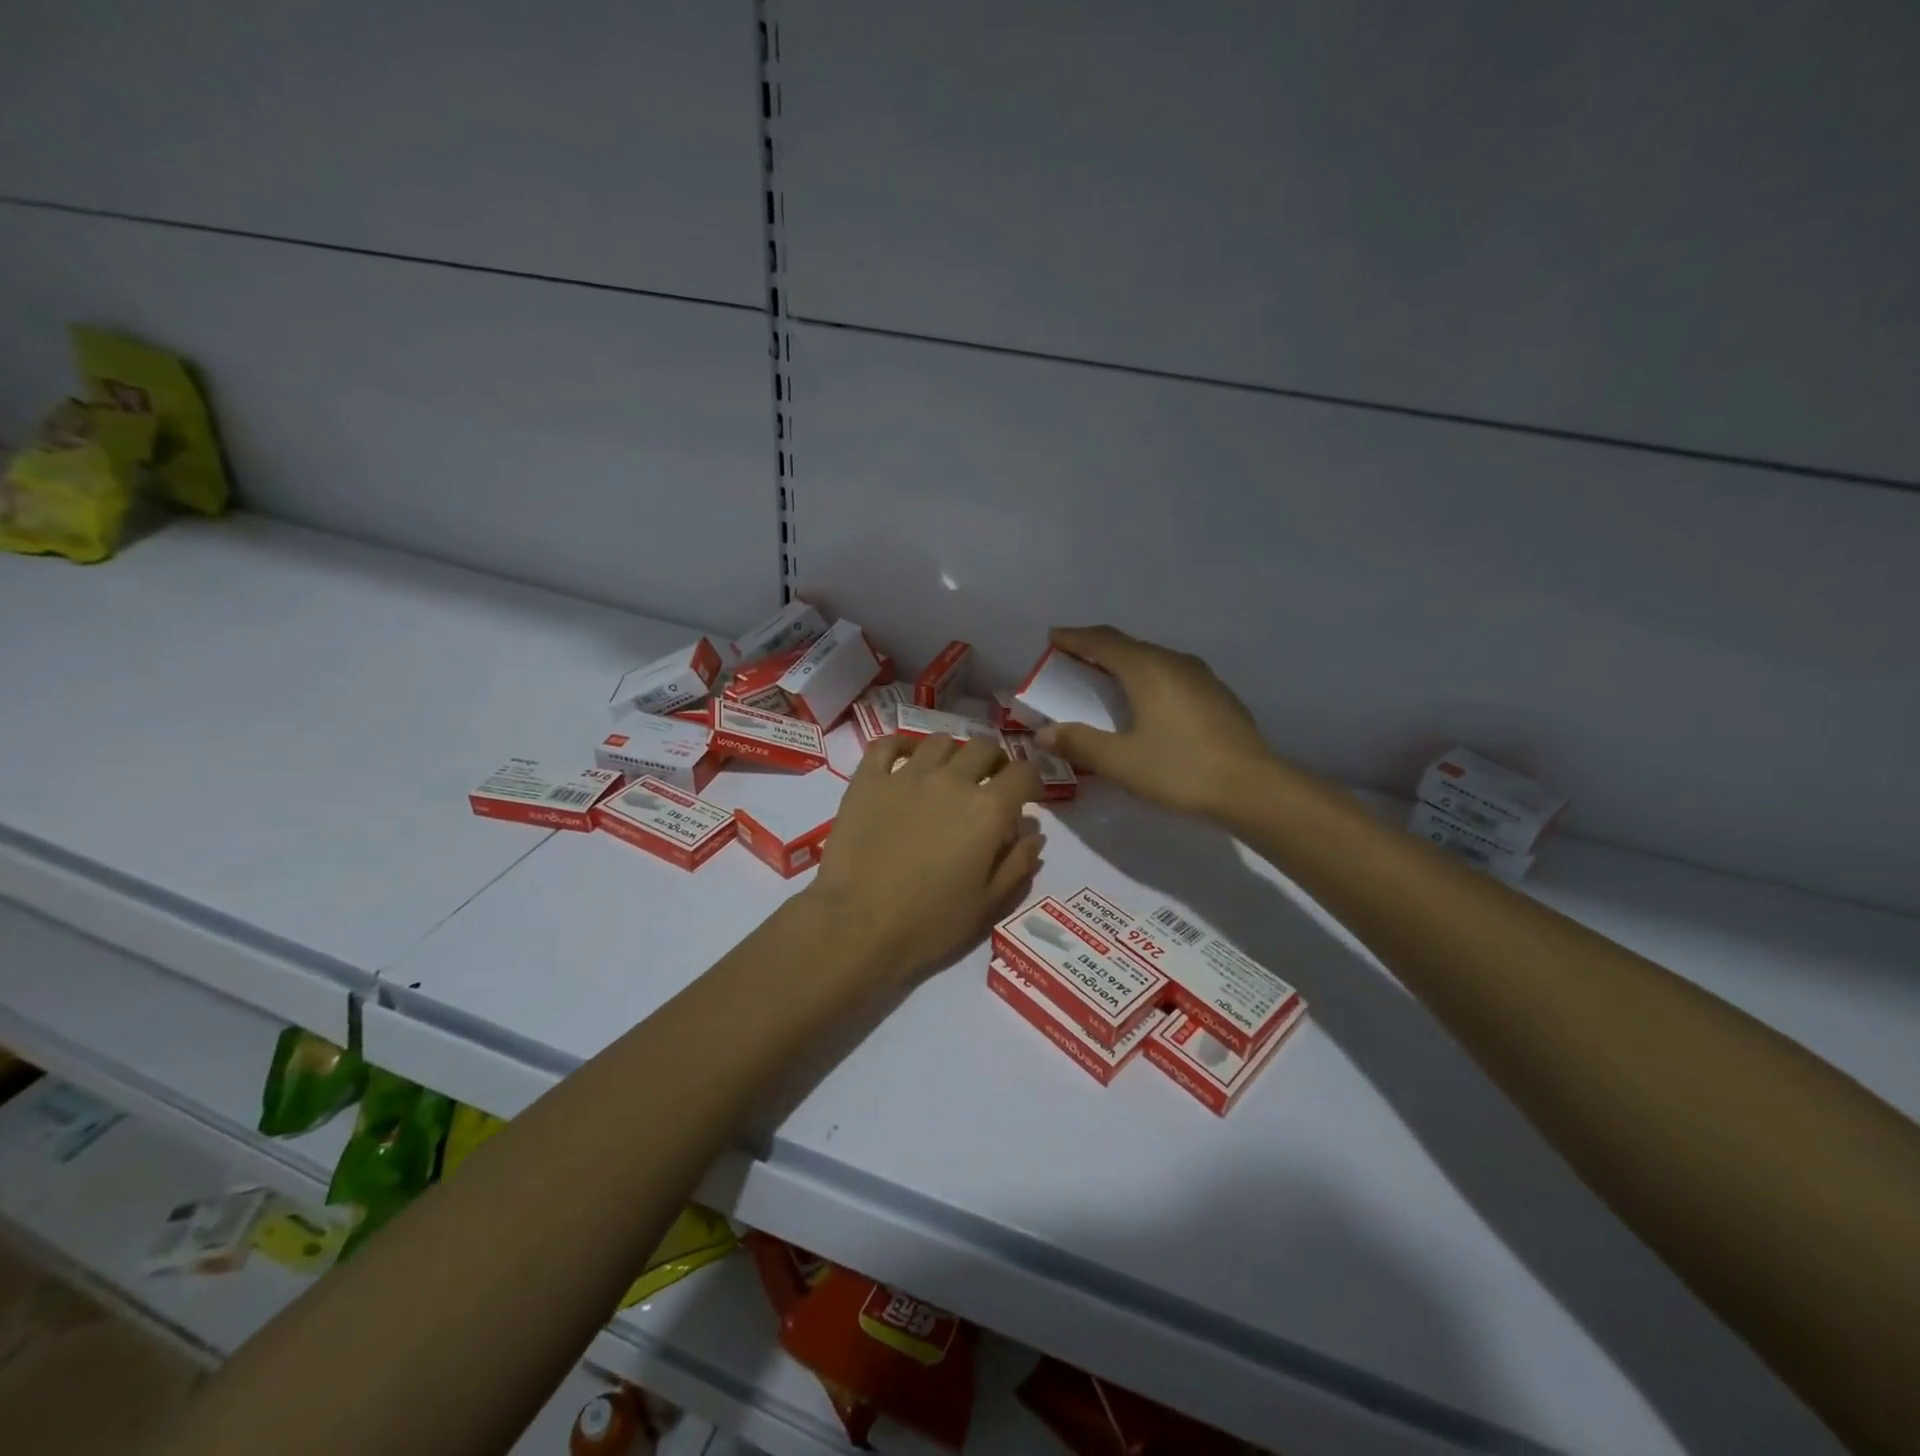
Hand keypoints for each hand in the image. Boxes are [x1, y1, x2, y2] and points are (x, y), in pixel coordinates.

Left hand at [807, 734, 1044, 983]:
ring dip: (952, 754)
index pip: (1023, 772)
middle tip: (988, 783)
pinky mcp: (868, 780)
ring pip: (939, 742)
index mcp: (988, 809)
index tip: (1027, 796)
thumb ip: (1018, 863)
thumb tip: (1033, 833)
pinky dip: (900, 746)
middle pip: (984, 748)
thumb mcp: (988, 904)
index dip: (1031, 781)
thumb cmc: (930, 923)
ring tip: (947, 774)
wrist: (858, 925)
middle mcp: (952, 780)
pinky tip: (905, 760)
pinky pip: (887, 745)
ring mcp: (906, 775)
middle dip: (994, 762)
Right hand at [1036, 625, 1272, 817]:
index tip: (1052, 637)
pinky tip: (1147, 701)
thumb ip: (1079, 743)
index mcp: (1147, 669)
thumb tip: (1044, 733)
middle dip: (1097, 649)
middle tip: (1072, 659)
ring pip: (1153, 659)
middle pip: (1128, 646)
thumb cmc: (1180, 770)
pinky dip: (1148, 678)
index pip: (1102, 642)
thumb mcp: (1121, 761)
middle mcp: (1174, 662)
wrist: (1253, 788)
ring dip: (1125, 663)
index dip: (1074, 638)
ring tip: (1106, 678)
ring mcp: (1201, 677)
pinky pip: (1171, 675)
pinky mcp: (1217, 695)